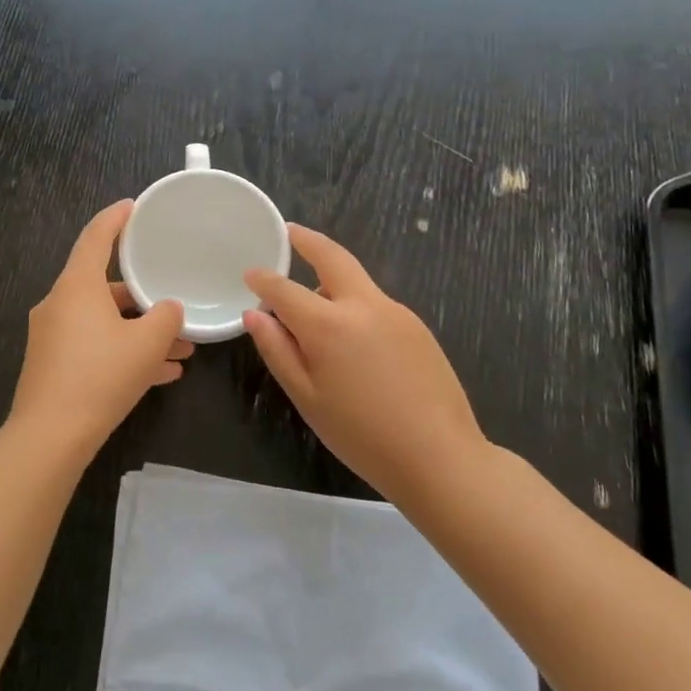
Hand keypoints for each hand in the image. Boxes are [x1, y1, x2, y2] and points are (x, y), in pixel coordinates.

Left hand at [6, 201, 190, 462]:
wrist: (50, 437)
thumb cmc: (100, 376)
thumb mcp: (146, 344)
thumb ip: (165, 318)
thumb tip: (168, 309)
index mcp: (76, 286)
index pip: (96, 237)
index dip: (116, 218)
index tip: (133, 206)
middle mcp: (60, 303)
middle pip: (105, 286)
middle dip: (143, 297)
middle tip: (173, 299)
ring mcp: (53, 335)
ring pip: (104, 322)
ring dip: (140, 332)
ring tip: (181, 349)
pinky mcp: (53, 364)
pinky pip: (95, 347)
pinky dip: (123, 352)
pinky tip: (161, 374)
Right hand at [244, 224, 489, 503]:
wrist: (440, 458)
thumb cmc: (361, 435)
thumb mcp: (307, 397)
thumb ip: (277, 350)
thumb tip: (254, 314)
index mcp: (329, 325)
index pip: (285, 289)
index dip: (263, 279)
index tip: (250, 274)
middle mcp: (364, 305)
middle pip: (332, 256)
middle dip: (307, 240)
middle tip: (290, 232)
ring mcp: (396, 312)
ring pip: (356, 281)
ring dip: (331, 281)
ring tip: (314, 313)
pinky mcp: (418, 326)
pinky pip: (376, 303)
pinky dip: (354, 305)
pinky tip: (354, 342)